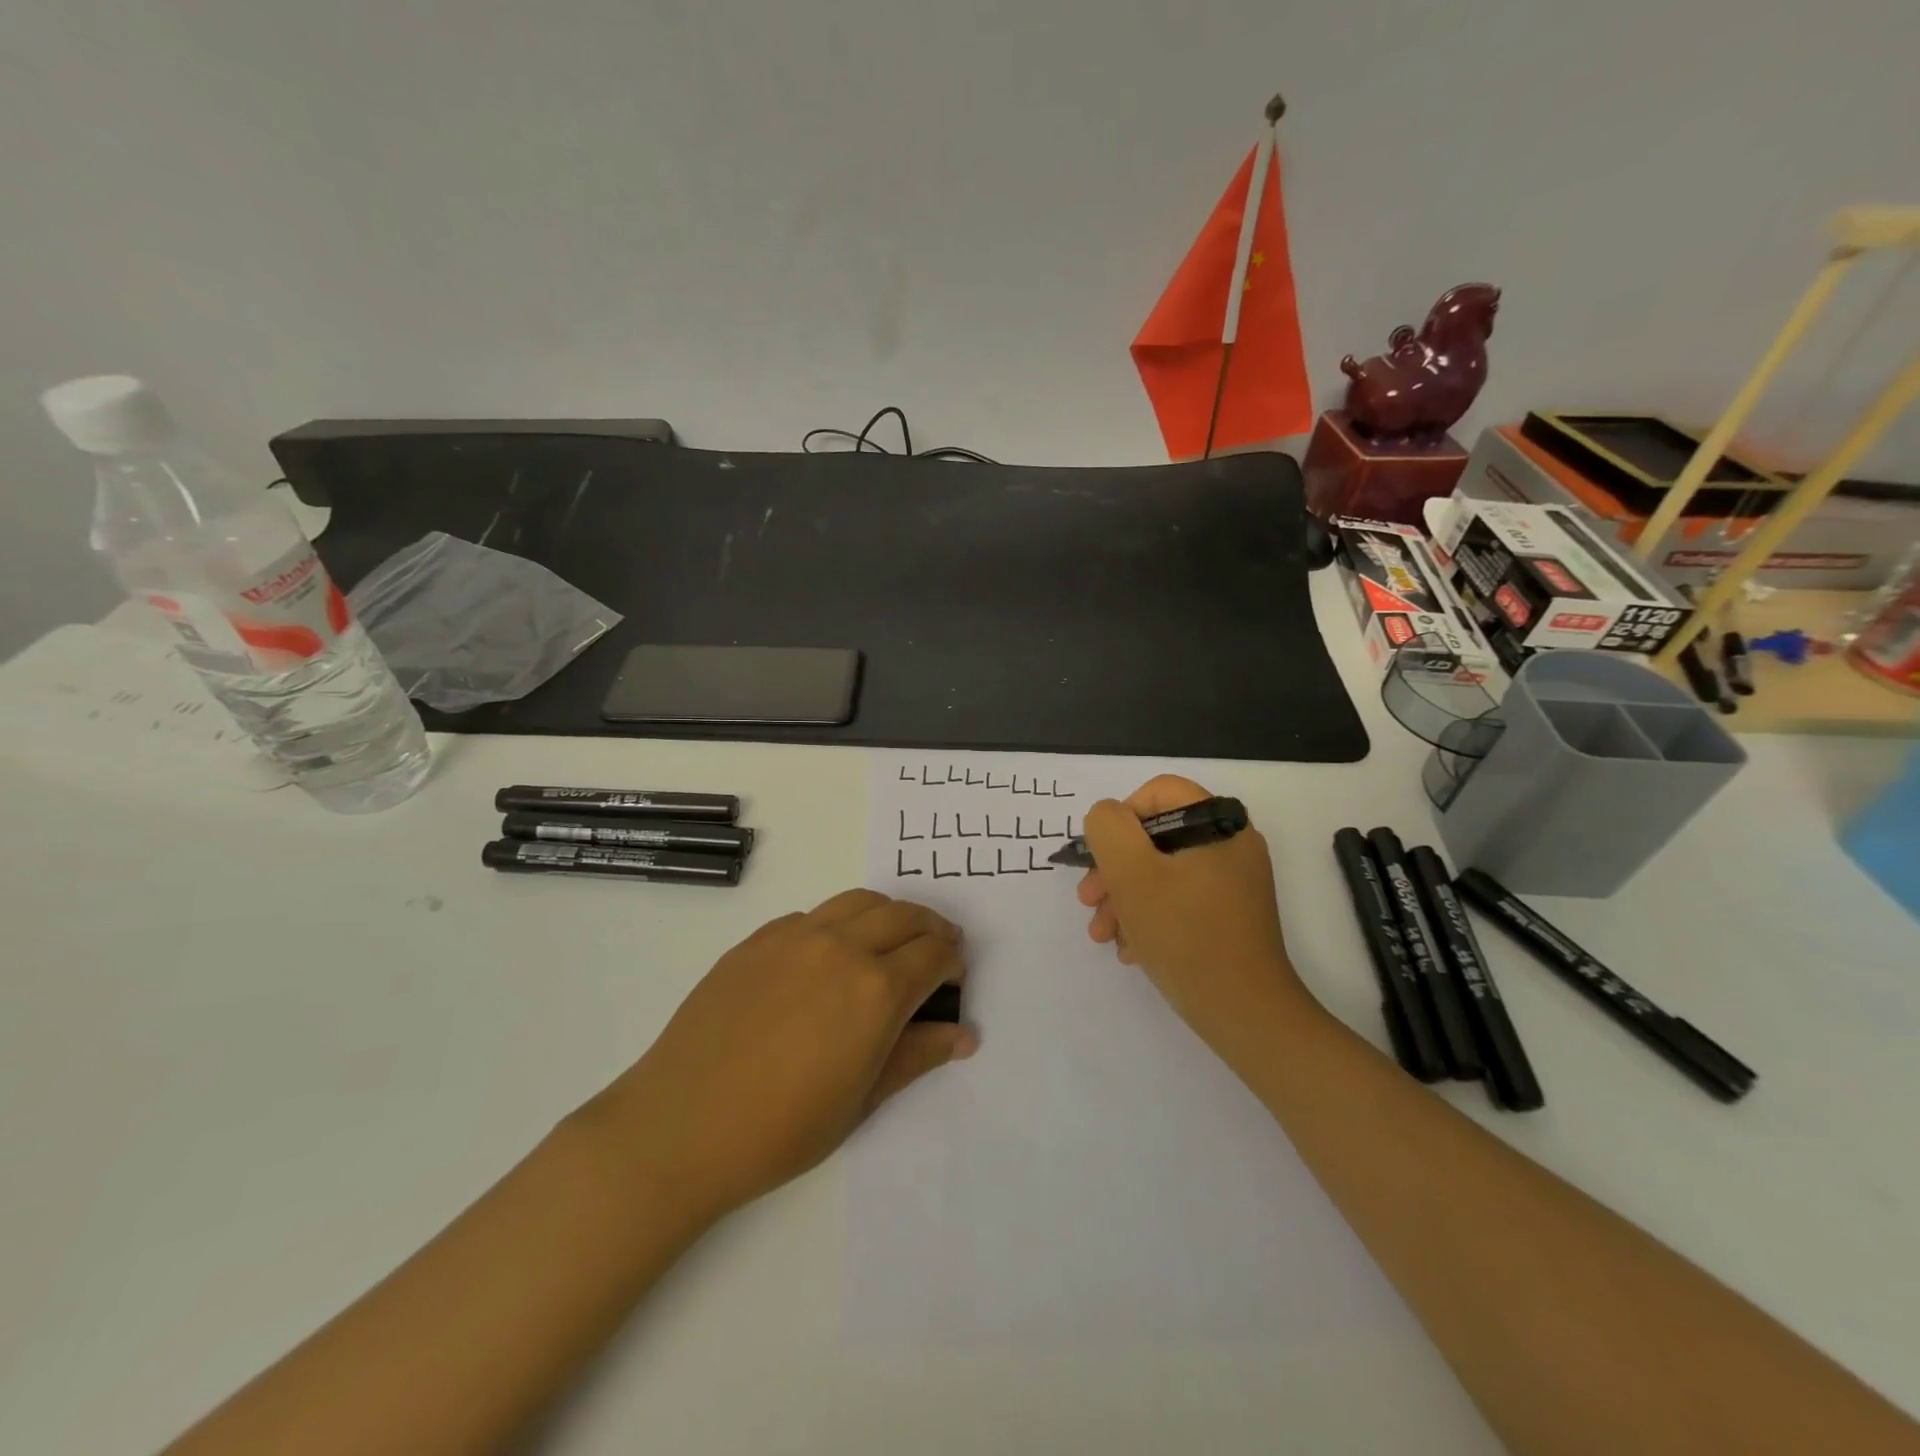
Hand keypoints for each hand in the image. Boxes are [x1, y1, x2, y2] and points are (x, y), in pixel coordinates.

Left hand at [591, 890, 973, 1221]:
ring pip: (860, 902)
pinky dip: (839, 923)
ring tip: (891, 940)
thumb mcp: (863, 1100)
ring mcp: (796, 936)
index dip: (953, 962)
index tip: (954, 978)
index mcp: (876, 990)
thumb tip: (965, 1034)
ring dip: (889, 914)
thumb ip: (918, 1056)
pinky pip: (813, 916)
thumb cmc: (782, 1128)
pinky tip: (829, 957)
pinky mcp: (759, 939)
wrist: (682, 1125)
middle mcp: (842, 947)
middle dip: (931, 929)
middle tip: (937, 950)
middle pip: (904, 916)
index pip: (934, 955)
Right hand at [1077, 776, 1312, 1057]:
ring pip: (1161, 872)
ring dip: (1124, 898)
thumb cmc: (1185, 936)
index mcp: (1219, 823)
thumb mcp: (1132, 873)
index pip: (1159, 793)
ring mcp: (1233, 882)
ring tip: (1104, 934)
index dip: (1120, 819)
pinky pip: (1178, 899)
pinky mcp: (1229, 915)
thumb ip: (1108, 829)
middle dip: (1114, 869)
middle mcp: (1231, 845)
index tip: (1101, 858)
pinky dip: (1149, 917)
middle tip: (1088, 902)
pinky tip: (1130, 949)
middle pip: (1156, 837)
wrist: (1245, 1015)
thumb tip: (1106, 817)